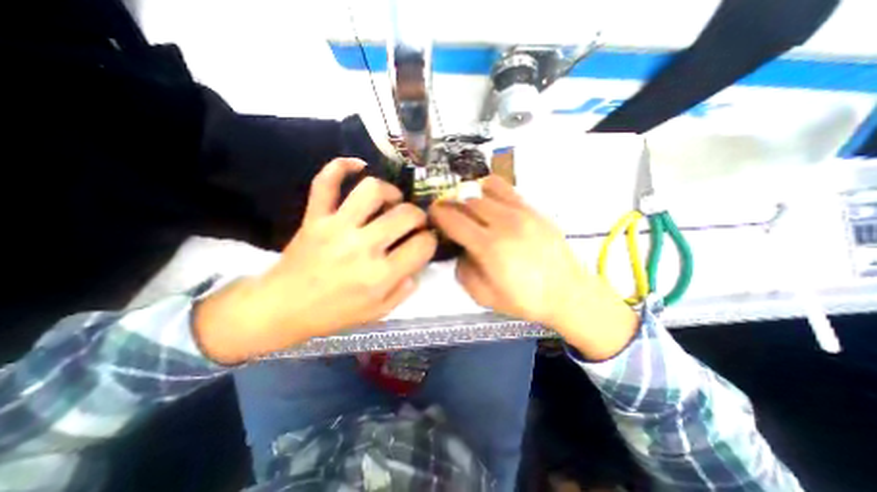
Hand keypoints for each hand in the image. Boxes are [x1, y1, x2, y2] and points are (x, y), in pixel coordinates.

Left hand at [194, 158, 434, 365]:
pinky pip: (325, 182)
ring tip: (391, 200)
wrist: (282, 308)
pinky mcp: (315, 217)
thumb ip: (404, 288)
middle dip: (419, 215)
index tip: (425, 240)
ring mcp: (336, 227)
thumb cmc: (334, 313)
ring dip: (390, 191)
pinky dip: (341, 166)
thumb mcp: (378, 311)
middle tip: (413, 222)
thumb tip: (417, 263)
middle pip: (405, 214)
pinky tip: (357, 165)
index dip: (430, 240)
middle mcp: (362, 247)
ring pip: (371, 190)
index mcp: (380, 275)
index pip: (422, 245)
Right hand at [431, 174, 637, 357]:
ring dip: (470, 199)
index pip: (454, 220)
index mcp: (490, 247)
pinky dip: (490, 190)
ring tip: (470, 211)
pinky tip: (490, 203)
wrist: (567, 292)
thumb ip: (463, 270)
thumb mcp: (483, 296)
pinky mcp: (534, 209)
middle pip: (467, 202)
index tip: (432, 214)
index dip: (438, 214)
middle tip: (450, 216)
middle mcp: (504, 223)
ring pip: (484, 191)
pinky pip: (506, 189)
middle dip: (452, 207)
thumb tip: (460, 250)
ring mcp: (521, 213)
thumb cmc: (525, 299)